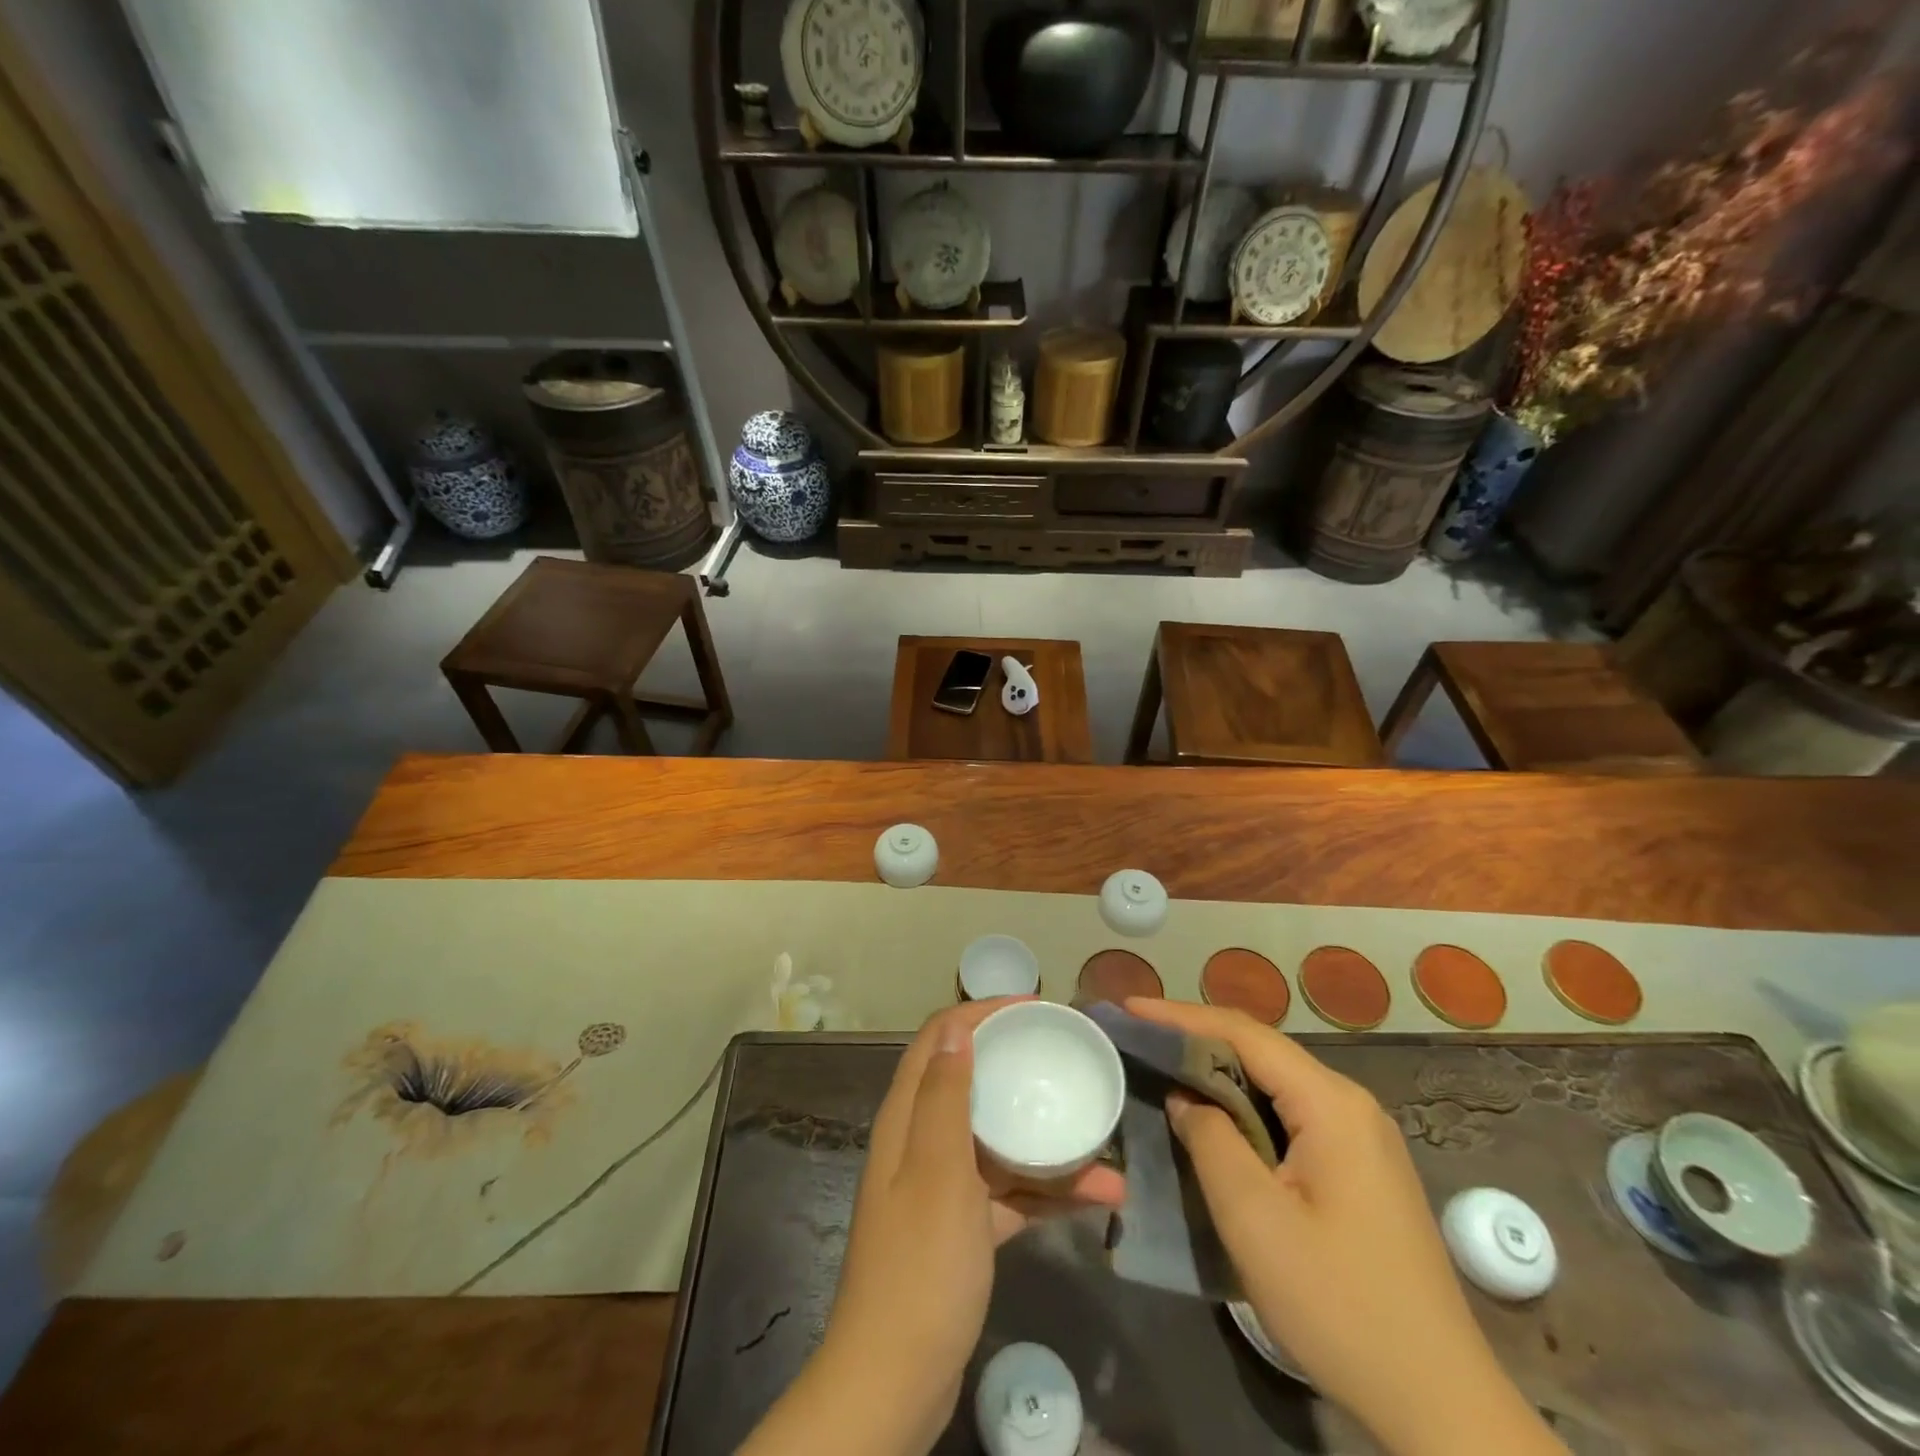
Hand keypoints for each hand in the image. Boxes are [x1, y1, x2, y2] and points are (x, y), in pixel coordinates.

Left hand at [742, 1000, 1123, 1455]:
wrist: (898, 1379)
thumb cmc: (921, 1263)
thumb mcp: (937, 1170)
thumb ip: (945, 1096)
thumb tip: (956, 1029)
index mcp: (907, 1117)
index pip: (939, 1039)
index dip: (982, 1012)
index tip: (1035, 1008)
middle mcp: (922, 1141)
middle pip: (971, 1082)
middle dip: (1018, 1065)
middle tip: (1069, 1057)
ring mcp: (944, 1186)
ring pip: (998, 1140)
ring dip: (1046, 1138)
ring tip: (1104, 1137)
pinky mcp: (964, 1228)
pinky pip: (1011, 1191)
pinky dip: (1048, 1191)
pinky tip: (1099, 1198)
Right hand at [1127, 999, 1563, 1455]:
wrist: (1440, 1407)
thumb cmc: (1340, 1306)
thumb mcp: (1254, 1219)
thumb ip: (1211, 1140)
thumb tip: (1186, 1098)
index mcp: (1331, 1104)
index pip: (1243, 1033)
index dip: (1180, 1015)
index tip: (1129, 1008)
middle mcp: (1351, 1106)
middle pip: (1260, 1052)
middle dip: (1196, 1039)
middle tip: (1138, 1039)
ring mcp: (1361, 1139)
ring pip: (1275, 1084)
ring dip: (1219, 1074)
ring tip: (1163, 1070)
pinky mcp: (1359, 1171)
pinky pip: (1290, 1117)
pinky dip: (1244, 1108)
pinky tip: (1214, 1122)